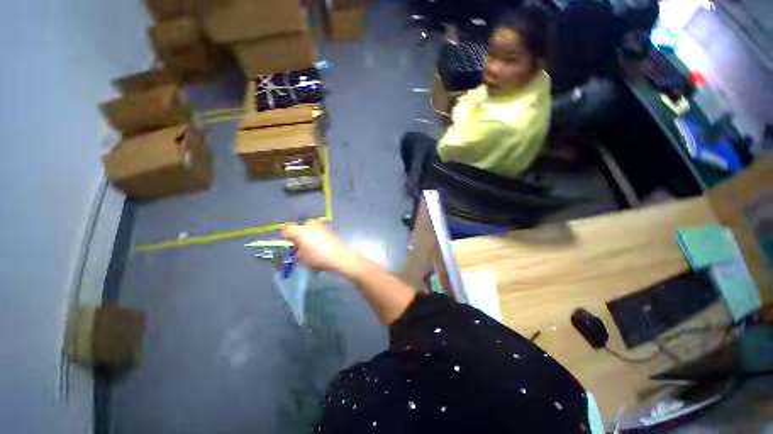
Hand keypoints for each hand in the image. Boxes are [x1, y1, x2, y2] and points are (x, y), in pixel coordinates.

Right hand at [284, 222, 360, 275]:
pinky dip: (315, 236)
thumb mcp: (302, 258)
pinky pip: (316, 230)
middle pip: (298, 228)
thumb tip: (295, 249)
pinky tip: (318, 245)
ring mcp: (320, 225)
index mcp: (300, 231)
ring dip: (306, 236)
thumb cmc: (318, 258)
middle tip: (299, 247)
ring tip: (309, 247)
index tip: (289, 246)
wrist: (339, 256)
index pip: (287, 231)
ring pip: (308, 229)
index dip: (286, 239)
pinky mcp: (327, 228)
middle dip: (297, 237)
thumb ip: (295, 252)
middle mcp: (309, 225)